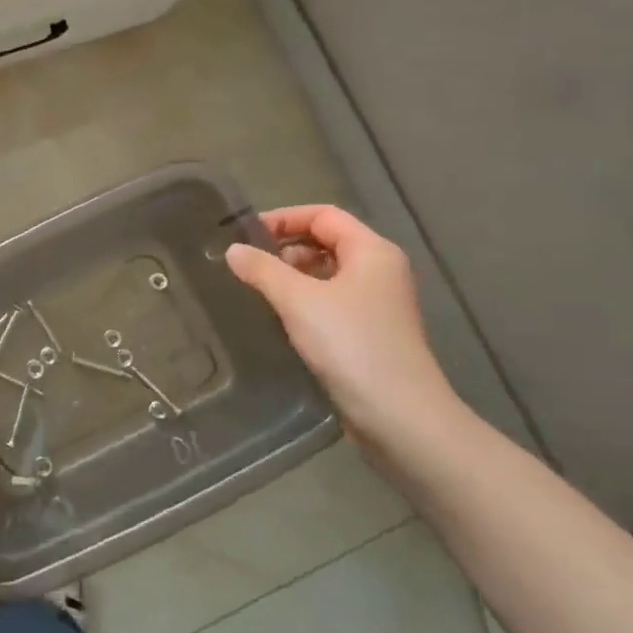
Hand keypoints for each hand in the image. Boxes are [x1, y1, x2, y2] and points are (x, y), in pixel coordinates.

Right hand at [225, 205, 468, 456]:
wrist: (399, 417)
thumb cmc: (350, 345)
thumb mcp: (298, 300)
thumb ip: (262, 270)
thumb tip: (233, 250)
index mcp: (372, 251)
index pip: (323, 215)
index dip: (283, 218)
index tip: (246, 237)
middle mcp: (380, 271)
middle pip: (326, 241)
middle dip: (285, 247)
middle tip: (248, 265)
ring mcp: (378, 304)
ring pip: (327, 273)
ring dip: (292, 276)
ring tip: (258, 291)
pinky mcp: (370, 333)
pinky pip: (331, 302)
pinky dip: (304, 301)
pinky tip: (280, 319)